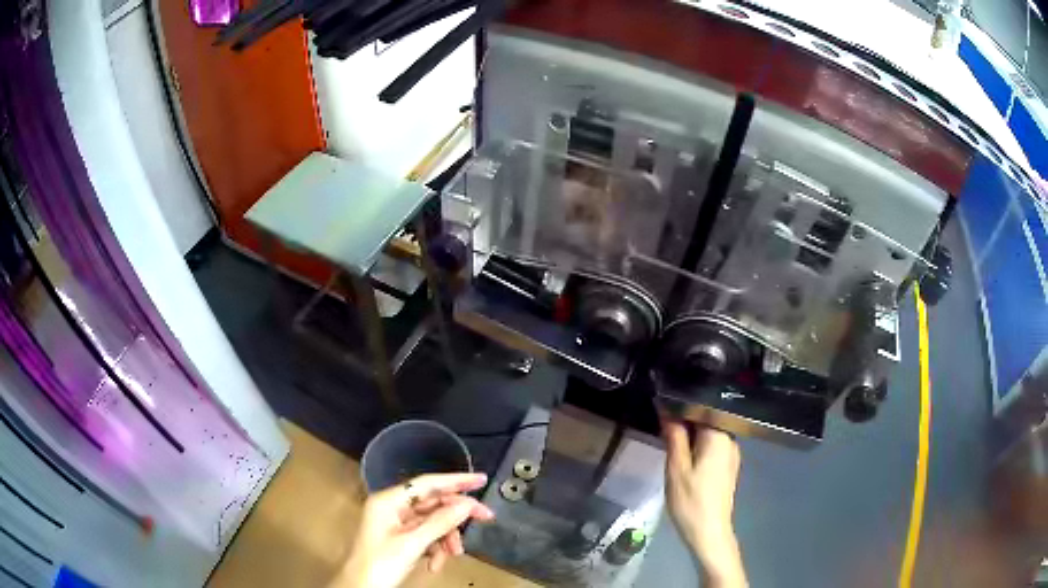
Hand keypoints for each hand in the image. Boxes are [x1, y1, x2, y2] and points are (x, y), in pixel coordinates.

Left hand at [332, 473, 493, 587]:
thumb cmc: (379, 563)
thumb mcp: (411, 544)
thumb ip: (439, 523)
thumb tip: (466, 505)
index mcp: (388, 501)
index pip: (427, 484)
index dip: (455, 480)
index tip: (480, 479)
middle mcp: (392, 508)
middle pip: (432, 503)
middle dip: (456, 516)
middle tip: (486, 517)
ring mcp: (396, 524)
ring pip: (432, 523)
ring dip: (446, 538)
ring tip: (453, 554)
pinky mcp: (400, 539)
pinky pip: (426, 537)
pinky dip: (435, 549)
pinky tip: (435, 564)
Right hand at [662, 419, 747, 587]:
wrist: (709, 532)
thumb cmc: (690, 500)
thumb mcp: (676, 467)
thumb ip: (674, 435)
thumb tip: (666, 407)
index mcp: (719, 435)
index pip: (701, 406)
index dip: (681, 403)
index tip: (662, 402)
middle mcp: (730, 439)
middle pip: (707, 418)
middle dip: (684, 418)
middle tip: (661, 424)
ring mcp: (732, 453)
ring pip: (709, 432)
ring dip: (690, 432)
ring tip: (669, 437)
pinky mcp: (728, 465)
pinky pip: (712, 445)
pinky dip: (698, 444)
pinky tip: (684, 454)